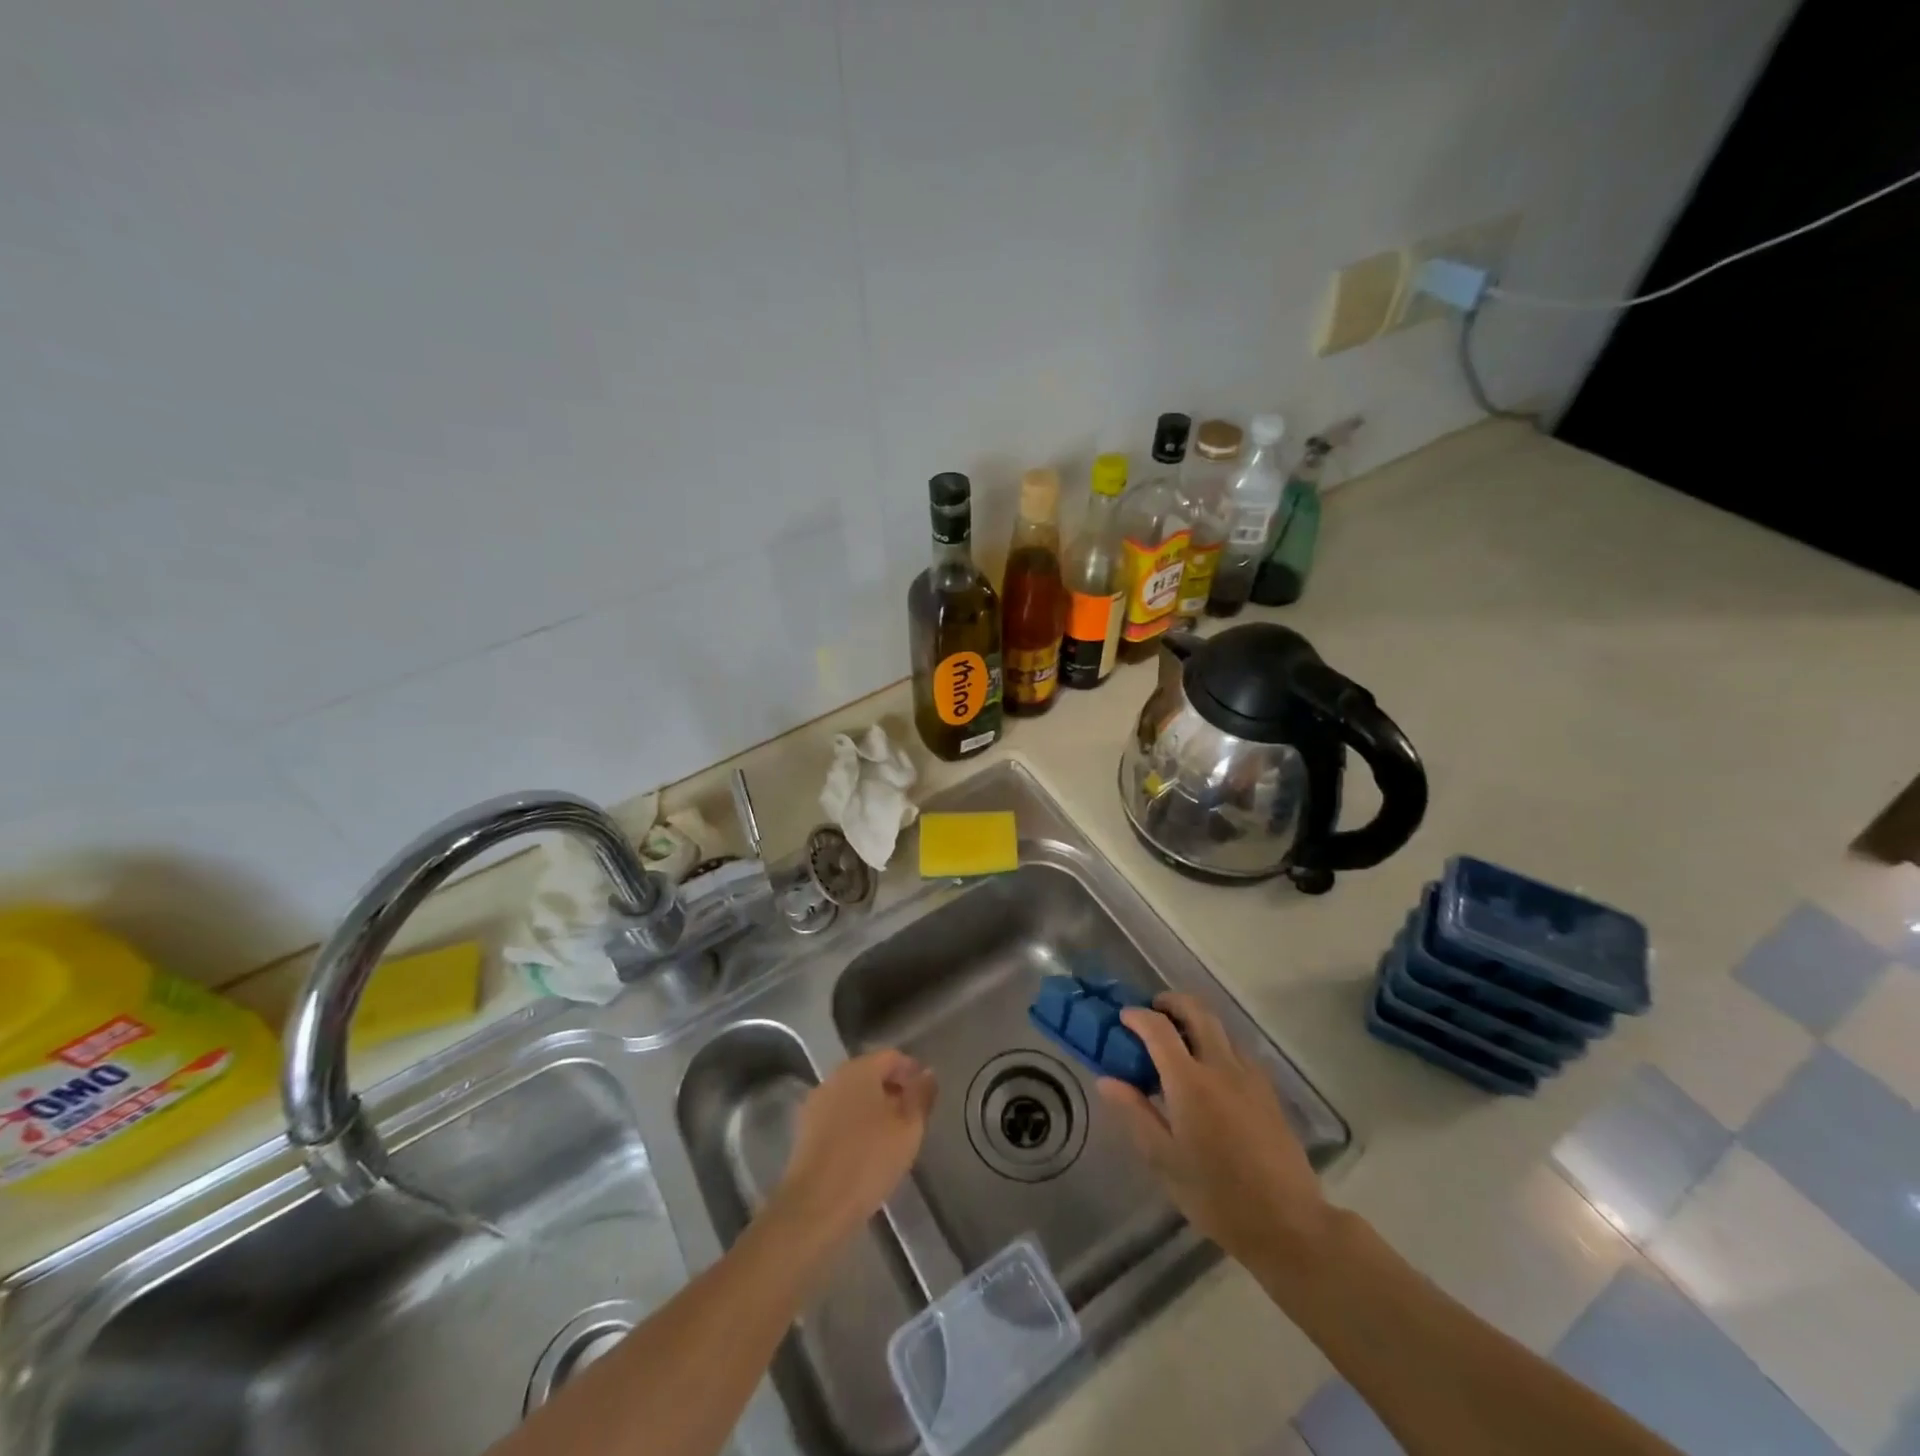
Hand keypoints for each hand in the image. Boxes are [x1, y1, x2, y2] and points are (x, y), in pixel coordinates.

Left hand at [775, 1050, 936, 1245]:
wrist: (814, 1206)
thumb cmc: (868, 1160)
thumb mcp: (908, 1129)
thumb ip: (921, 1096)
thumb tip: (928, 1074)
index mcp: (860, 1069)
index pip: (892, 1057)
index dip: (912, 1071)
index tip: (927, 1094)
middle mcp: (835, 1077)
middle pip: (870, 1073)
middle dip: (893, 1089)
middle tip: (912, 1116)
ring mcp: (816, 1103)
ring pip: (853, 1095)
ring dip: (874, 1107)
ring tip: (892, 1135)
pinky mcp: (805, 1129)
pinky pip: (838, 1115)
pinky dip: (855, 1123)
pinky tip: (866, 1149)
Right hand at [1097, 993, 1330, 1269]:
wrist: (1289, 1224)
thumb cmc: (1216, 1196)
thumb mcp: (1164, 1160)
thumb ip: (1135, 1112)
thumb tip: (1107, 1080)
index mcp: (1190, 1082)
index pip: (1159, 1029)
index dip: (1138, 1016)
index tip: (1122, 1018)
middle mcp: (1221, 1067)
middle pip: (1197, 1011)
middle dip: (1172, 1002)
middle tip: (1153, 1010)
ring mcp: (1250, 1077)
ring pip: (1221, 1028)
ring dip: (1196, 1020)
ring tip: (1178, 1040)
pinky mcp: (1268, 1092)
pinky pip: (1238, 1051)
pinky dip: (1218, 1044)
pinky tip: (1210, 1072)